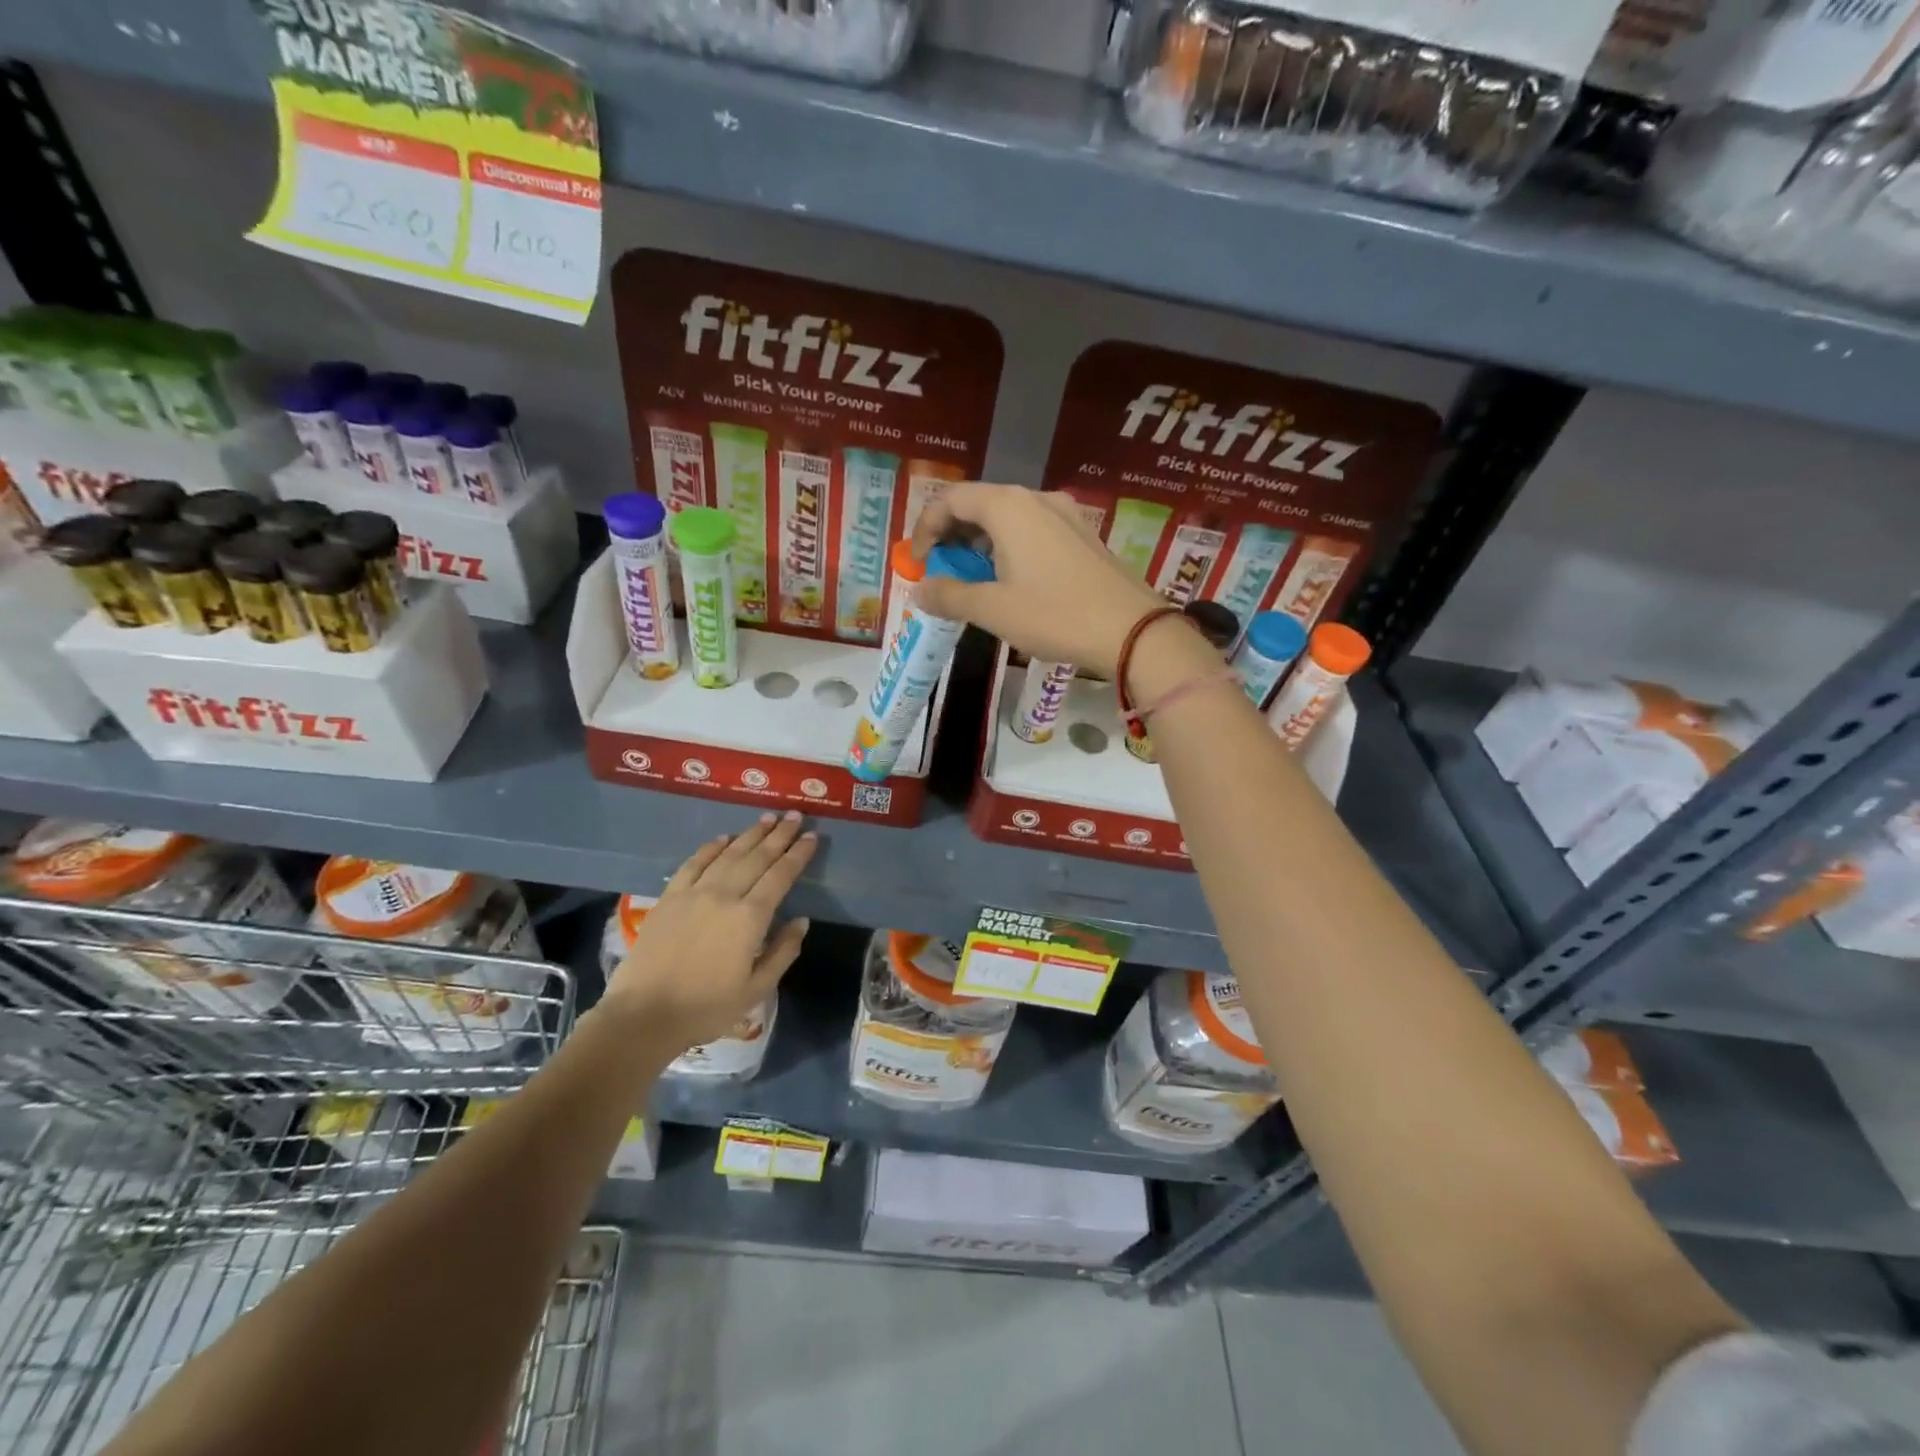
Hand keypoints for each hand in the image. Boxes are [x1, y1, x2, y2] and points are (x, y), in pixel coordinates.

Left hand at [603, 812, 816, 1048]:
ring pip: (728, 854)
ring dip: (750, 834)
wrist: (644, 1015)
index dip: (798, 854)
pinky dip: (711, 847)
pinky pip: (694, 863)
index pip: (781, 876)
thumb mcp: (756, 989)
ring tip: (767, 818)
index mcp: (750, 918)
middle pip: (757, 857)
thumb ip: (783, 952)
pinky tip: (723, 838)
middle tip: (795, 816)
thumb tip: (801, 921)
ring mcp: (694, 893)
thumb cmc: (706, 1008)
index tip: (812, 837)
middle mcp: (724, 895)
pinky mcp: (669, 897)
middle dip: (779, 835)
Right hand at [910, 483, 1165, 678]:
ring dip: (981, 544)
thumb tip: (919, 590)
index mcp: (1009, 506)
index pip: (951, 499)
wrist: (1132, 630)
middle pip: (980, 504)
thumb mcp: (993, 610)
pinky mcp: (1083, 535)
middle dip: (953, 536)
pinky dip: (1009, 549)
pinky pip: (1033, 531)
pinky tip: (1011, 582)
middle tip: (942, 572)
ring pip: (1008, 518)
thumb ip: (950, 595)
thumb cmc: (1055, 615)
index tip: (916, 563)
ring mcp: (1065, 514)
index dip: (925, 528)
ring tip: (973, 581)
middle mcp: (1037, 499)